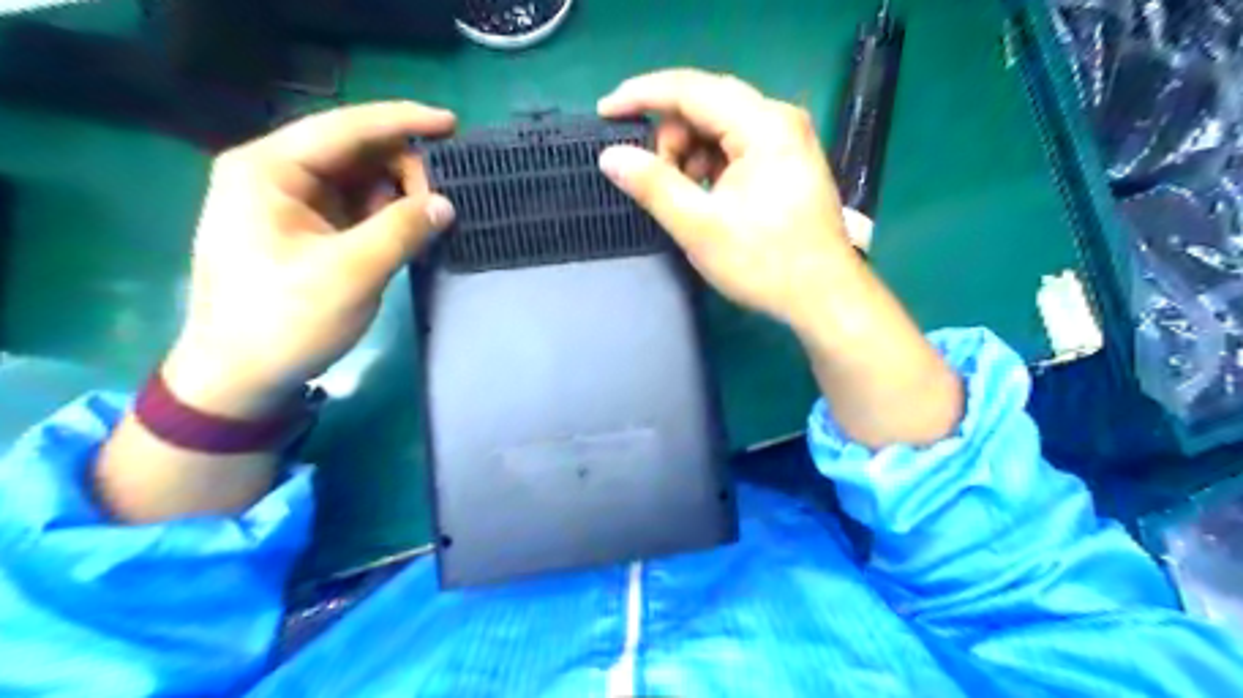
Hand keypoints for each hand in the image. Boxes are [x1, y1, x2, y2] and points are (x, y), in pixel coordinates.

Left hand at [165, 100, 453, 416]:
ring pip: (356, 180)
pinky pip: (353, 208)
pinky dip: (385, 215)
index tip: (452, 124)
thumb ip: (403, 230)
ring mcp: (288, 205)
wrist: (240, 377)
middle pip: (352, 151)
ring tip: (429, 221)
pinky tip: (409, 230)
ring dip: (397, 194)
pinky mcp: (303, 232)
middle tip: (441, 203)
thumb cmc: (286, 320)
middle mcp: (274, 176)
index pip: (345, 128)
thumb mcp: (352, 273)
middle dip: (402, 169)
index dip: (402, 122)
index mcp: (268, 170)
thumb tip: (446, 204)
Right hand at [599, 67, 854, 328]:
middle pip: (705, 105)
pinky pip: (733, 147)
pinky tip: (704, 197)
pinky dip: (709, 167)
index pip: (690, 89)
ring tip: (682, 197)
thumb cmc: (765, 263)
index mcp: (763, 126)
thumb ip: (653, 186)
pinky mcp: (785, 161)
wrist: (823, 297)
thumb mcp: (700, 227)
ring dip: (688, 155)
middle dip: (669, 137)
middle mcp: (778, 120)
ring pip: (718, 128)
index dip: (641, 95)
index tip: (604, 111)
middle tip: (652, 178)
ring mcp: (785, 140)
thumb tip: (610, 156)